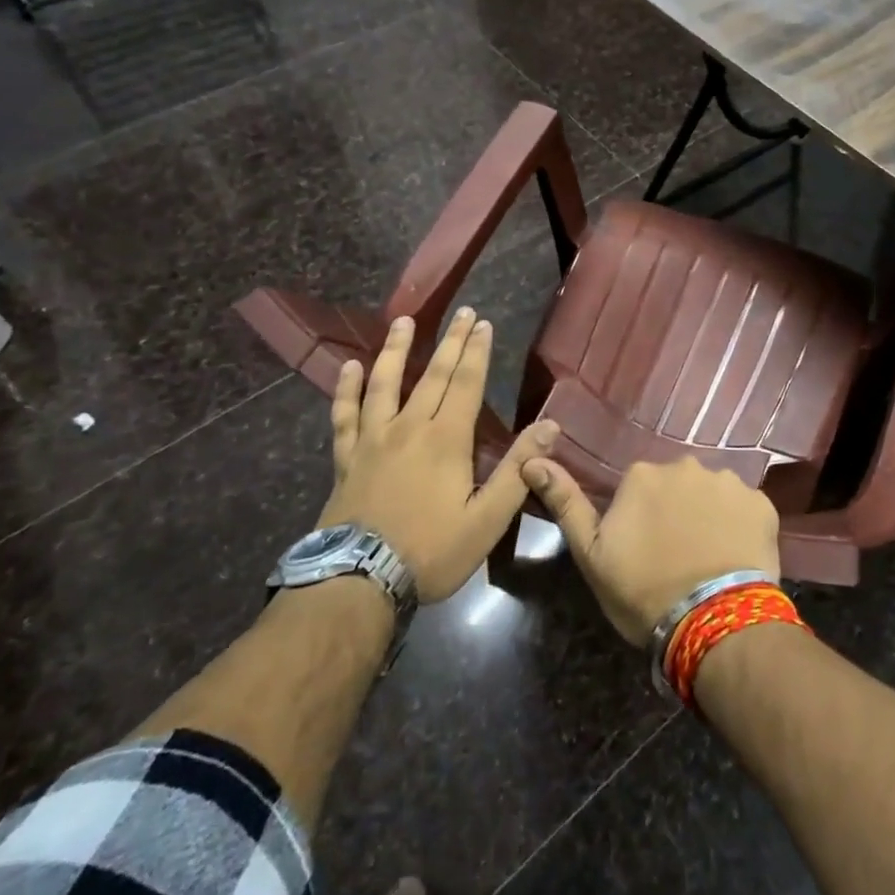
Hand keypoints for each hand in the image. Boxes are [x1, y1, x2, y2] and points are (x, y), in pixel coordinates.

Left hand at [322, 309, 556, 602]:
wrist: (358, 582)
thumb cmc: (431, 551)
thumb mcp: (487, 518)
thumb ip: (518, 470)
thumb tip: (551, 426)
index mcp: (446, 439)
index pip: (465, 383)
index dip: (476, 352)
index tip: (482, 323)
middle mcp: (409, 427)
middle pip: (431, 375)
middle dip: (449, 341)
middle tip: (461, 313)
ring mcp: (373, 440)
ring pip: (384, 384)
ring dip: (395, 350)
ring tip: (403, 322)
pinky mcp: (346, 458)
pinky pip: (344, 415)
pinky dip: (346, 389)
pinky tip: (349, 367)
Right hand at [522, 454, 780, 643]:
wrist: (714, 622)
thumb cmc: (644, 590)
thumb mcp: (592, 554)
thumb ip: (565, 502)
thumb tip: (532, 459)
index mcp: (643, 474)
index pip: (638, 488)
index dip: (641, 520)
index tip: (645, 550)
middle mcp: (686, 465)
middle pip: (677, 486)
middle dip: (676, 511)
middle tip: (677, 555)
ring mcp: (728, 482)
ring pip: (712, 495)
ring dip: (709, 516)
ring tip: (708, 558)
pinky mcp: (762, 503)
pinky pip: (745, 509)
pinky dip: (740, 526)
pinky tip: (735, 557)